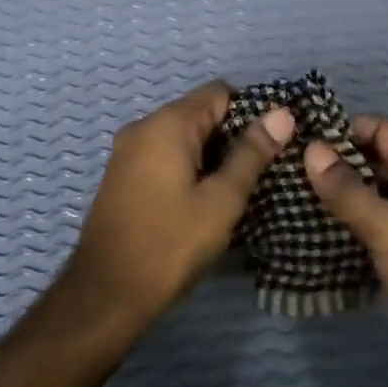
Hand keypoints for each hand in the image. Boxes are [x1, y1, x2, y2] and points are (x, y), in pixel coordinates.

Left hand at [58, 81, 294, 334]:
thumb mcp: (222, 200)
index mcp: (167, 124)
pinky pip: (164, 156)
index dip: (251, 112)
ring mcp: (127, 152)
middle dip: (232, 136)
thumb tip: (282, 114)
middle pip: (199, 113)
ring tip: (238, 189)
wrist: (106, 294)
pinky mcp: (122, 176)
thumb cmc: (170, 244)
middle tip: (261, 172)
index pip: (219, 92)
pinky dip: (188, 168)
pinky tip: (204, 200)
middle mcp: (143, 127)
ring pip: (182, 137)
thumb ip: (251, 153)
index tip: (272, 144)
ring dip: (211, 155)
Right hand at [305, 118, 387, 386]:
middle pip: (376, 162)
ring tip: (288, 189)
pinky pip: (372, 227)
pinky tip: (308, 224)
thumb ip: (347, 189)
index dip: (344, 129)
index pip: (384, 132)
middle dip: (335, 162)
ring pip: (371, 196)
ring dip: (337, 195)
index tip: (298, 134)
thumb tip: (310, 149)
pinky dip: (346, 223)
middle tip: (285, 163)